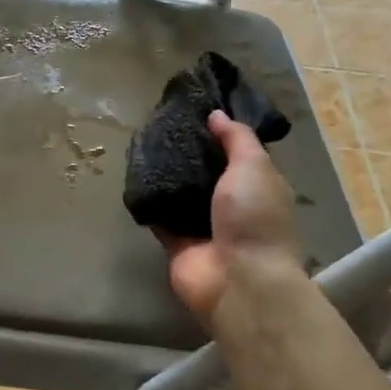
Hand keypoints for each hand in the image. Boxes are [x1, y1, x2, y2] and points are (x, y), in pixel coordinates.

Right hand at [161, 111, 305, 324]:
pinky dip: (149, 200)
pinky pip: (160, 216)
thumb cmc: (253, 218)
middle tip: (160, 124)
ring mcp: (204, 225)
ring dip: (166, 175)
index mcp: (257, 186)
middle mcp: (231, 205)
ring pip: (181, 192)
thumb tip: (216, 115)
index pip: (238, 153)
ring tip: (143, 144)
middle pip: (206, 172)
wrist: (238, 280)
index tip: (194, 109)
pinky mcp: (177, 242)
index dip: (219, 132)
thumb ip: (236, 139)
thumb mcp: (253, 167)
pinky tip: (133, 176)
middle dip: (188, 152)